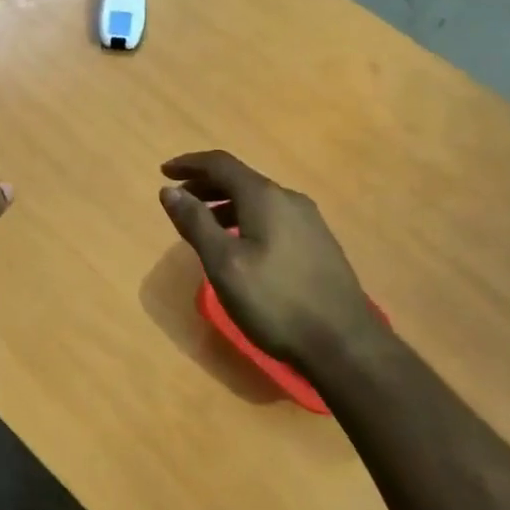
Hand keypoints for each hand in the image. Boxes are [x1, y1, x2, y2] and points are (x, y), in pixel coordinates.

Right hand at [158, 150, 374, 366]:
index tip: (163, 172)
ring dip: (225, 204)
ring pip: (258, 200)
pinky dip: (246, 218)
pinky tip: (239, 245)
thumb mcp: (223, 263)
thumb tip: (169, 190)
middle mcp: (289, 199)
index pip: (220, 164)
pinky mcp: (319, 244)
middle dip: (205, 184)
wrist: (346, 345)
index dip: (189, 164)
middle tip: (179, 199)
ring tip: (203, 224)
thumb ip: (195, 223)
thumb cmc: (275, 301)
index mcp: (265, 197)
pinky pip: (273, 217)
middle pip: (240, 179)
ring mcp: (309, 222)